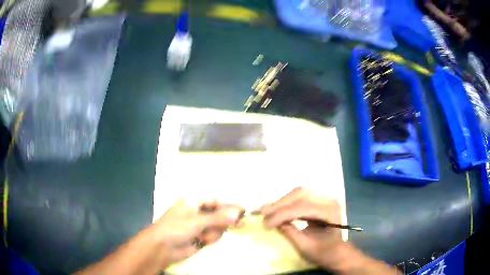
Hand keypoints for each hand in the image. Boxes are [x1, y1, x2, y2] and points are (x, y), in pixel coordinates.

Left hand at [153, 199, 243, 266]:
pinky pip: (213, 235)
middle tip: (242, 224)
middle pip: (219, 213)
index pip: (216, 200)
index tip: (244, 210)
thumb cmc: (176, 228)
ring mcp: (198, 225)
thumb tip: (237, 213)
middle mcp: (197, 211)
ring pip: (217, 226)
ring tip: (204, 237)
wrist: (162, 248)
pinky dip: (211, 238)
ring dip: (214, 232)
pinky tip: (202, 241)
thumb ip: (218, 218)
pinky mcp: (199, 237)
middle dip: (227, 220)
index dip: (230, 205)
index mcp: (193, 201)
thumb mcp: (197, 221)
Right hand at [260, 187, 344, 269]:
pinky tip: (276, 210)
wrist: (337, 252)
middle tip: (261, 213)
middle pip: (300, 194)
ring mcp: (324, 199)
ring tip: (266, 212)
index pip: (302, 207)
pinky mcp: (318, 201)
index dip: (281, 214)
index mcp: (329, 212)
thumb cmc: (324, 253)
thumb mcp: (306, 247)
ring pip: (298, 193)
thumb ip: (290, 233)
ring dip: (281, 202)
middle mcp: (328, 200)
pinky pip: (299, 198)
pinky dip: (286, 204)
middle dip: (279, 204)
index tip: (265, 224)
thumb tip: (273, 222)